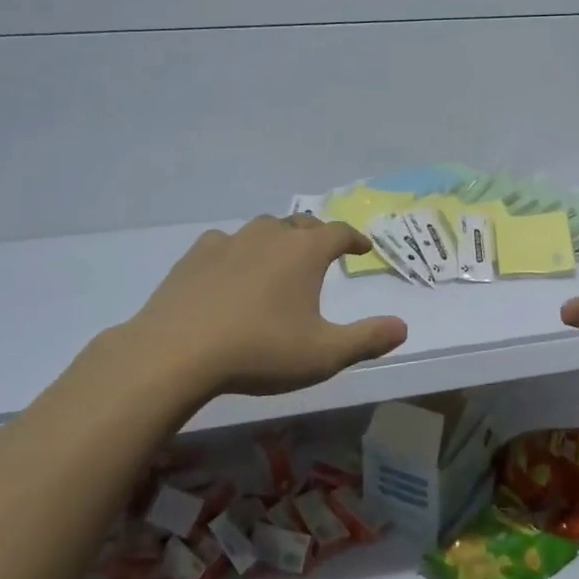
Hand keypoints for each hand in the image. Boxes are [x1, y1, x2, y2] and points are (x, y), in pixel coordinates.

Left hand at [90, 215, 408, 403]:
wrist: (176, 353)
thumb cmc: (260, 351)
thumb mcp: (324, 354)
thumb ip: (367, 339)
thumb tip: (402, 327)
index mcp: (305, 252)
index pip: (339, 232)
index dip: (355, 238)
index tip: (362, 248)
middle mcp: (270, 235)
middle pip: (302, 223)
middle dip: (317, 235)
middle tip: (324, 251)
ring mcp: (229, 242)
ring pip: (263, 228)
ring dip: (278, 238)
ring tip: (280, 258)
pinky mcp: (195, 256)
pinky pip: (226, 242)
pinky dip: (238, 250)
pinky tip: (231, 269)